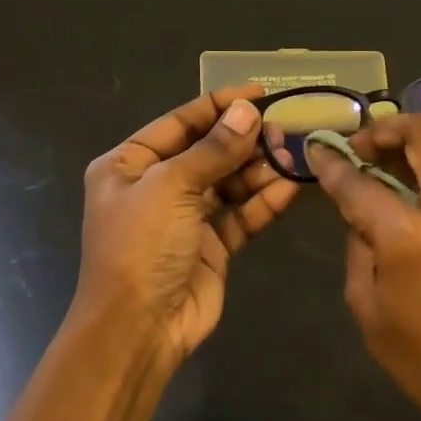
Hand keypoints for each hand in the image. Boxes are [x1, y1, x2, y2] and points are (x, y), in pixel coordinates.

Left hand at [73, 87, 298, 364]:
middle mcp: (156, 187)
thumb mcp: (171, 187)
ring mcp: (185, 218)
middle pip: (208, 152)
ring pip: (228, 183)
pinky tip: (290, 189)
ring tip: (291, 157)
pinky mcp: (211, 247)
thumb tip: (247, 112)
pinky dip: (263, 203)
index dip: (218, 106)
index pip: (179, 123)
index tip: (259, 93)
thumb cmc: (142, 246)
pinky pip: (240, 216)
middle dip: (244, 141)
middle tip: (285, 130)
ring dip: (258, 171)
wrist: (139, 327)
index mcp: (129, 165)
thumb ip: (213, 149)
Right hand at [309, 114, 420, 420]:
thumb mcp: (367, 308)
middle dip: (387, 128)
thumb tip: (360, 214)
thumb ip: (358, 248)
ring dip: (420, 139)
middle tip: (361, 147)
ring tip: (390, 159)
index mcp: (410, 235)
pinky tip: (420, 184)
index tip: (317, 148)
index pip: (361, 182)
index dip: (333, 163)